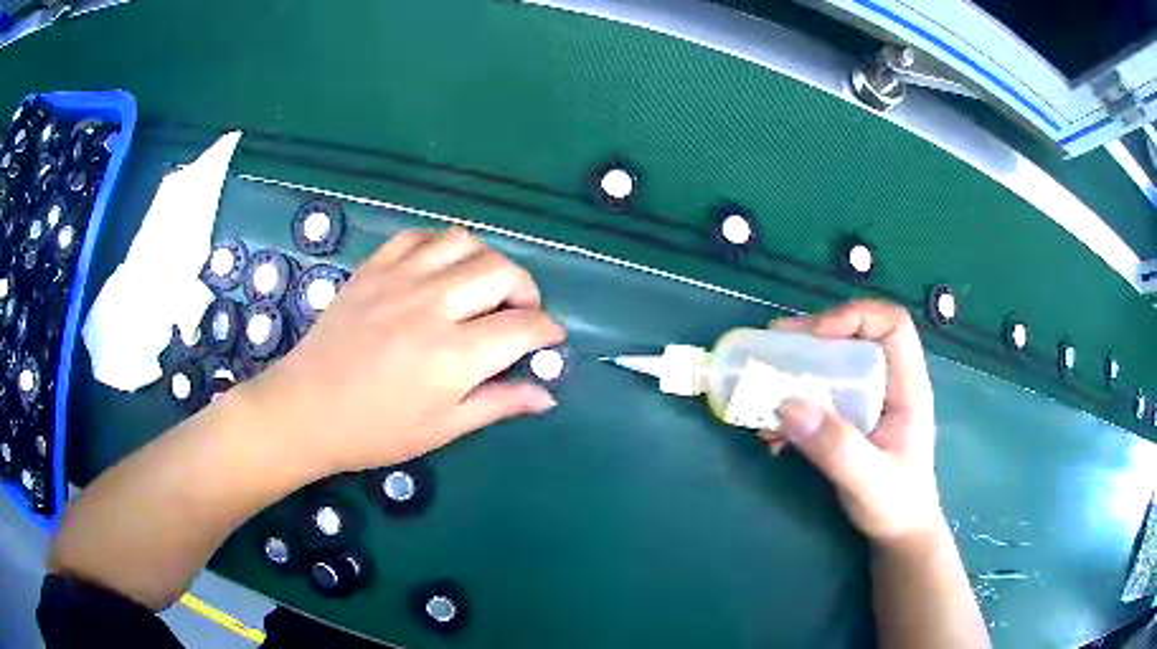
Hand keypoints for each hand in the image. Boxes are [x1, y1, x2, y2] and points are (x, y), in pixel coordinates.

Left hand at [245, 228, 564, 476]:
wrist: (306, 409)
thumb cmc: (376, 431)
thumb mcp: (442, 430)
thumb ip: (498, 404)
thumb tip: (547, 394)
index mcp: (453, 356)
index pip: (523, 327)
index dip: (548, 331)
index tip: (551, 340)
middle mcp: (432, 306)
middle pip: (502, 272)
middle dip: (526, 290)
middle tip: (520, 313)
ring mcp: (399, 280)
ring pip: (464, 242)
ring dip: (486, 261)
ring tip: (482, 287)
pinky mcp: (373, 269)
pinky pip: (418, 237)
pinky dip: (440, 247)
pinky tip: (439, 271)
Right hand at [763, 300, 945, 545]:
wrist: (898, 535)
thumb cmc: (896, 505)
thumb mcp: (868, 479)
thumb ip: (835, 446)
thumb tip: (787, 402)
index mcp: (907, 386)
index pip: (892, 324)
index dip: (855, 317)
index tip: (815, 337)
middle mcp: (889, 385)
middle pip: (856, 337)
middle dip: (814, 338)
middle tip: (775, 346)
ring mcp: (870, 403)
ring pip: (835, 366)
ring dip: (798, 371)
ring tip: (764, 385)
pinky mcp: (852, 422)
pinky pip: (822, 397)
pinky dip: (795, 407)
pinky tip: (774, 433)